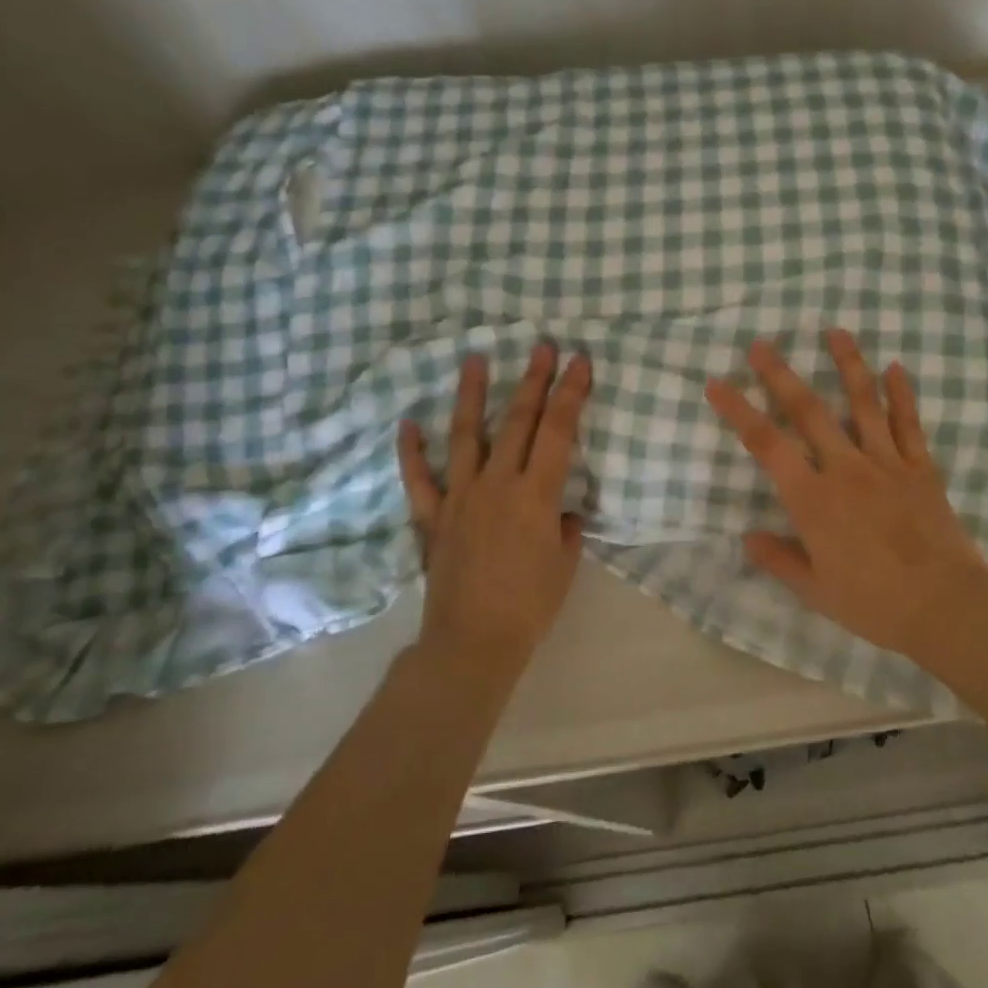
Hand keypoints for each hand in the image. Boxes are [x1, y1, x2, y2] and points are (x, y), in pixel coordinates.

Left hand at [397, 341, 591, 670]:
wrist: (472, 642)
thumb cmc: (530, 605)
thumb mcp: (566, 563)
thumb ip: (564, 527)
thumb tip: (559, 512)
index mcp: (536, 494)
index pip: (558, 431)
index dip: (571, 393)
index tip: (579, 361)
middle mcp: (497, 484)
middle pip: (517, 421)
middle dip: (532, 380)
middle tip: (540, 345)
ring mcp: (460, 497)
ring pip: (465, 435)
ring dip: (471, 394)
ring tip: (474, 359)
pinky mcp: (432, 517)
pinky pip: (419, 479)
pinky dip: (412, 451)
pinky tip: (408, 424)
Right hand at [705, 329, 987, 660]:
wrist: (944, 605)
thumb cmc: (873, 603)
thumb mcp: (815, 591)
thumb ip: (779, 559)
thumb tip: (747, 537)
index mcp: (813, 498)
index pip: (766, 444)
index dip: (738, 410)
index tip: (717, 383)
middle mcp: (845, 469)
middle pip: (808, 411)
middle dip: (781, 374)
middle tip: (762, 343)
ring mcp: (886, 463)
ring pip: (864, 402)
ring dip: (848, 364)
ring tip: (836, 331)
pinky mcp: (921, 467)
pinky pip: (909, 423)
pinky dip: (902, 393)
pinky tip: (896, 367)